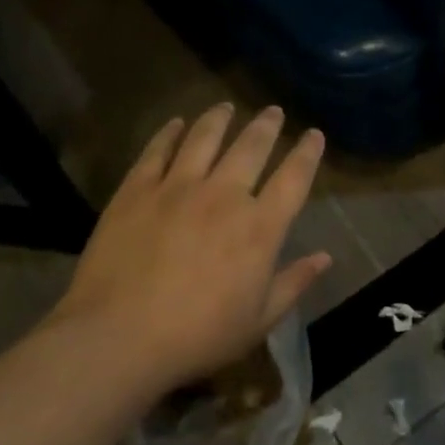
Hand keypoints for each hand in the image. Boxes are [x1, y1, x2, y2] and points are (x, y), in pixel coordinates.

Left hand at [49, 104, 330, 386]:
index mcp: (259, 227)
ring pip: (204, 137)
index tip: (314, 134)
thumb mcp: (258, 322)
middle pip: (251, 146)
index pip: (293, 178)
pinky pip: (157, 150)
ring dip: (219, 118)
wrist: (119, 337)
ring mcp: (178, 187)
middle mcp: (224, 195)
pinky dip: (169, 133)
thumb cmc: (197, 337)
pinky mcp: (138, 189)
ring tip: (226, 107)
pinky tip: (176, 124)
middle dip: (266, 125)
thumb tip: (325, 258)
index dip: (307, 153)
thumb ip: (293, 284)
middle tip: (273, 110)